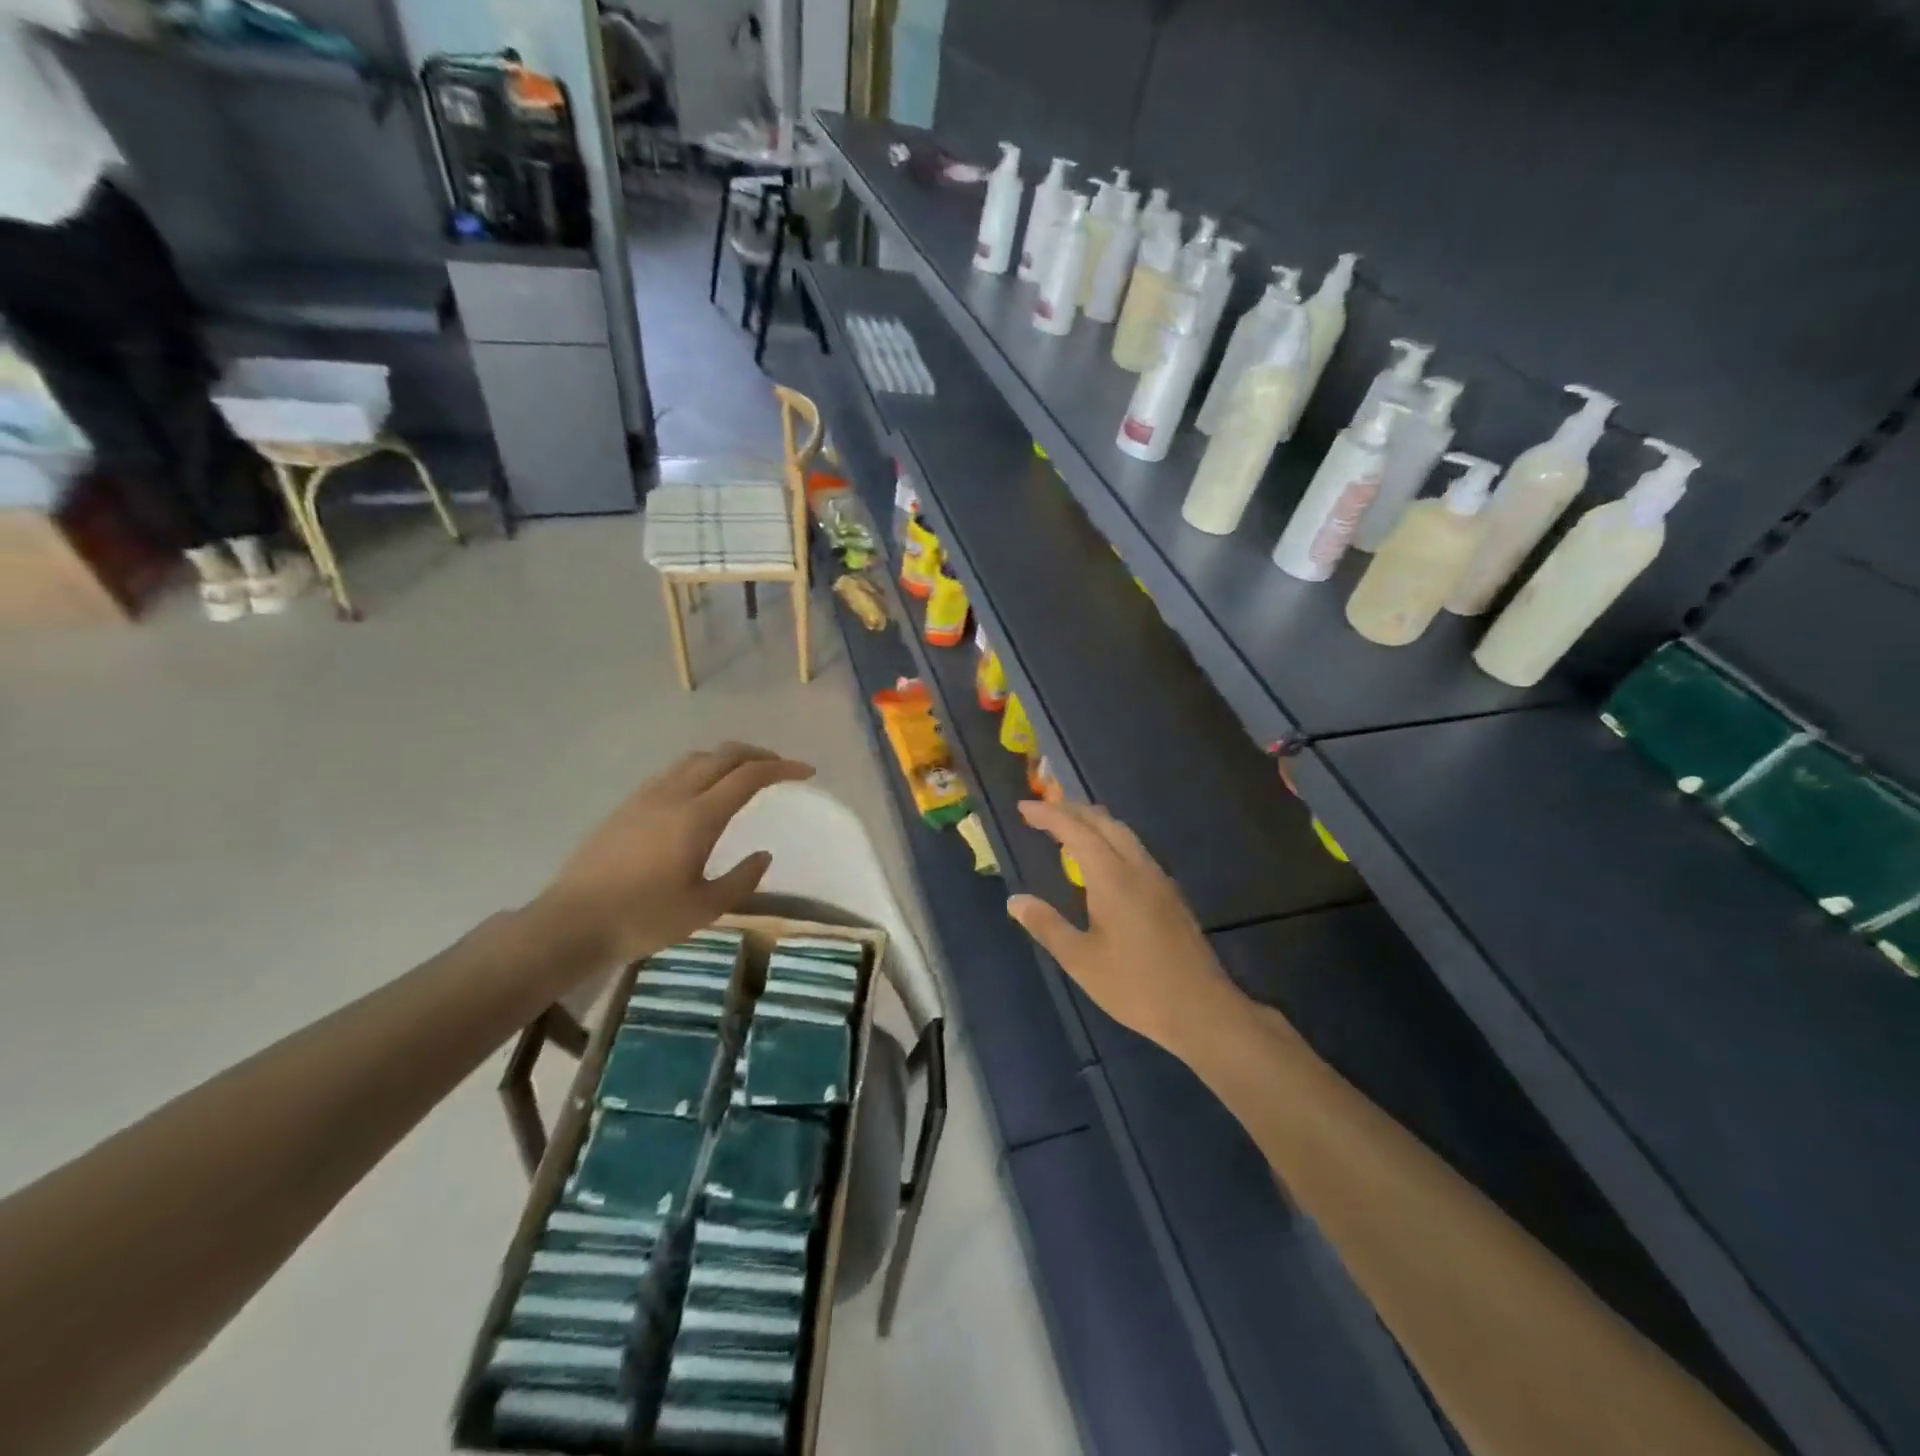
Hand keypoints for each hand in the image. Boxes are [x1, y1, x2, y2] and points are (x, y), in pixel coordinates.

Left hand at [534, 743, 813, 964]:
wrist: (569, 923)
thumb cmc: (641, 919)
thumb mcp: (703, 909)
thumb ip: (741, 880)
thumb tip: (763, 854)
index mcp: (697, 817)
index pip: (748, 776)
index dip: (782, 768)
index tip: (806, 772)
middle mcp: (674, 795)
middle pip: (723, 756)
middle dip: (758, 755)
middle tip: (781, 768)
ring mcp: (646, 796)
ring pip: (695, 759)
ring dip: (727, 758)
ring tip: (745, 774)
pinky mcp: (627, 806)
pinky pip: (674, 772)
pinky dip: (702, 769)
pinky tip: (703, 792)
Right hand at [1008, 800, 1245, 1056]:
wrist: (1201, 1009)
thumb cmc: (1135, 986)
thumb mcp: (1081, 961)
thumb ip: (1047, 925)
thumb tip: (1015, 900)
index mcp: (1113, 878)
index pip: (1076, 831)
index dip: (1049, 815)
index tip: (1024, 808)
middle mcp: (1137, 868)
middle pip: (1103, 822)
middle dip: (1070, 810)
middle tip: (1041, 812)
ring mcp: (1158, 879)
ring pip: (1123, 833)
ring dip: (1093, 822)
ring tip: (1067, 829)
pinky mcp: (1170, 894)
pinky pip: (1135, 849)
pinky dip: (1110, 839)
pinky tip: (1102, 861)